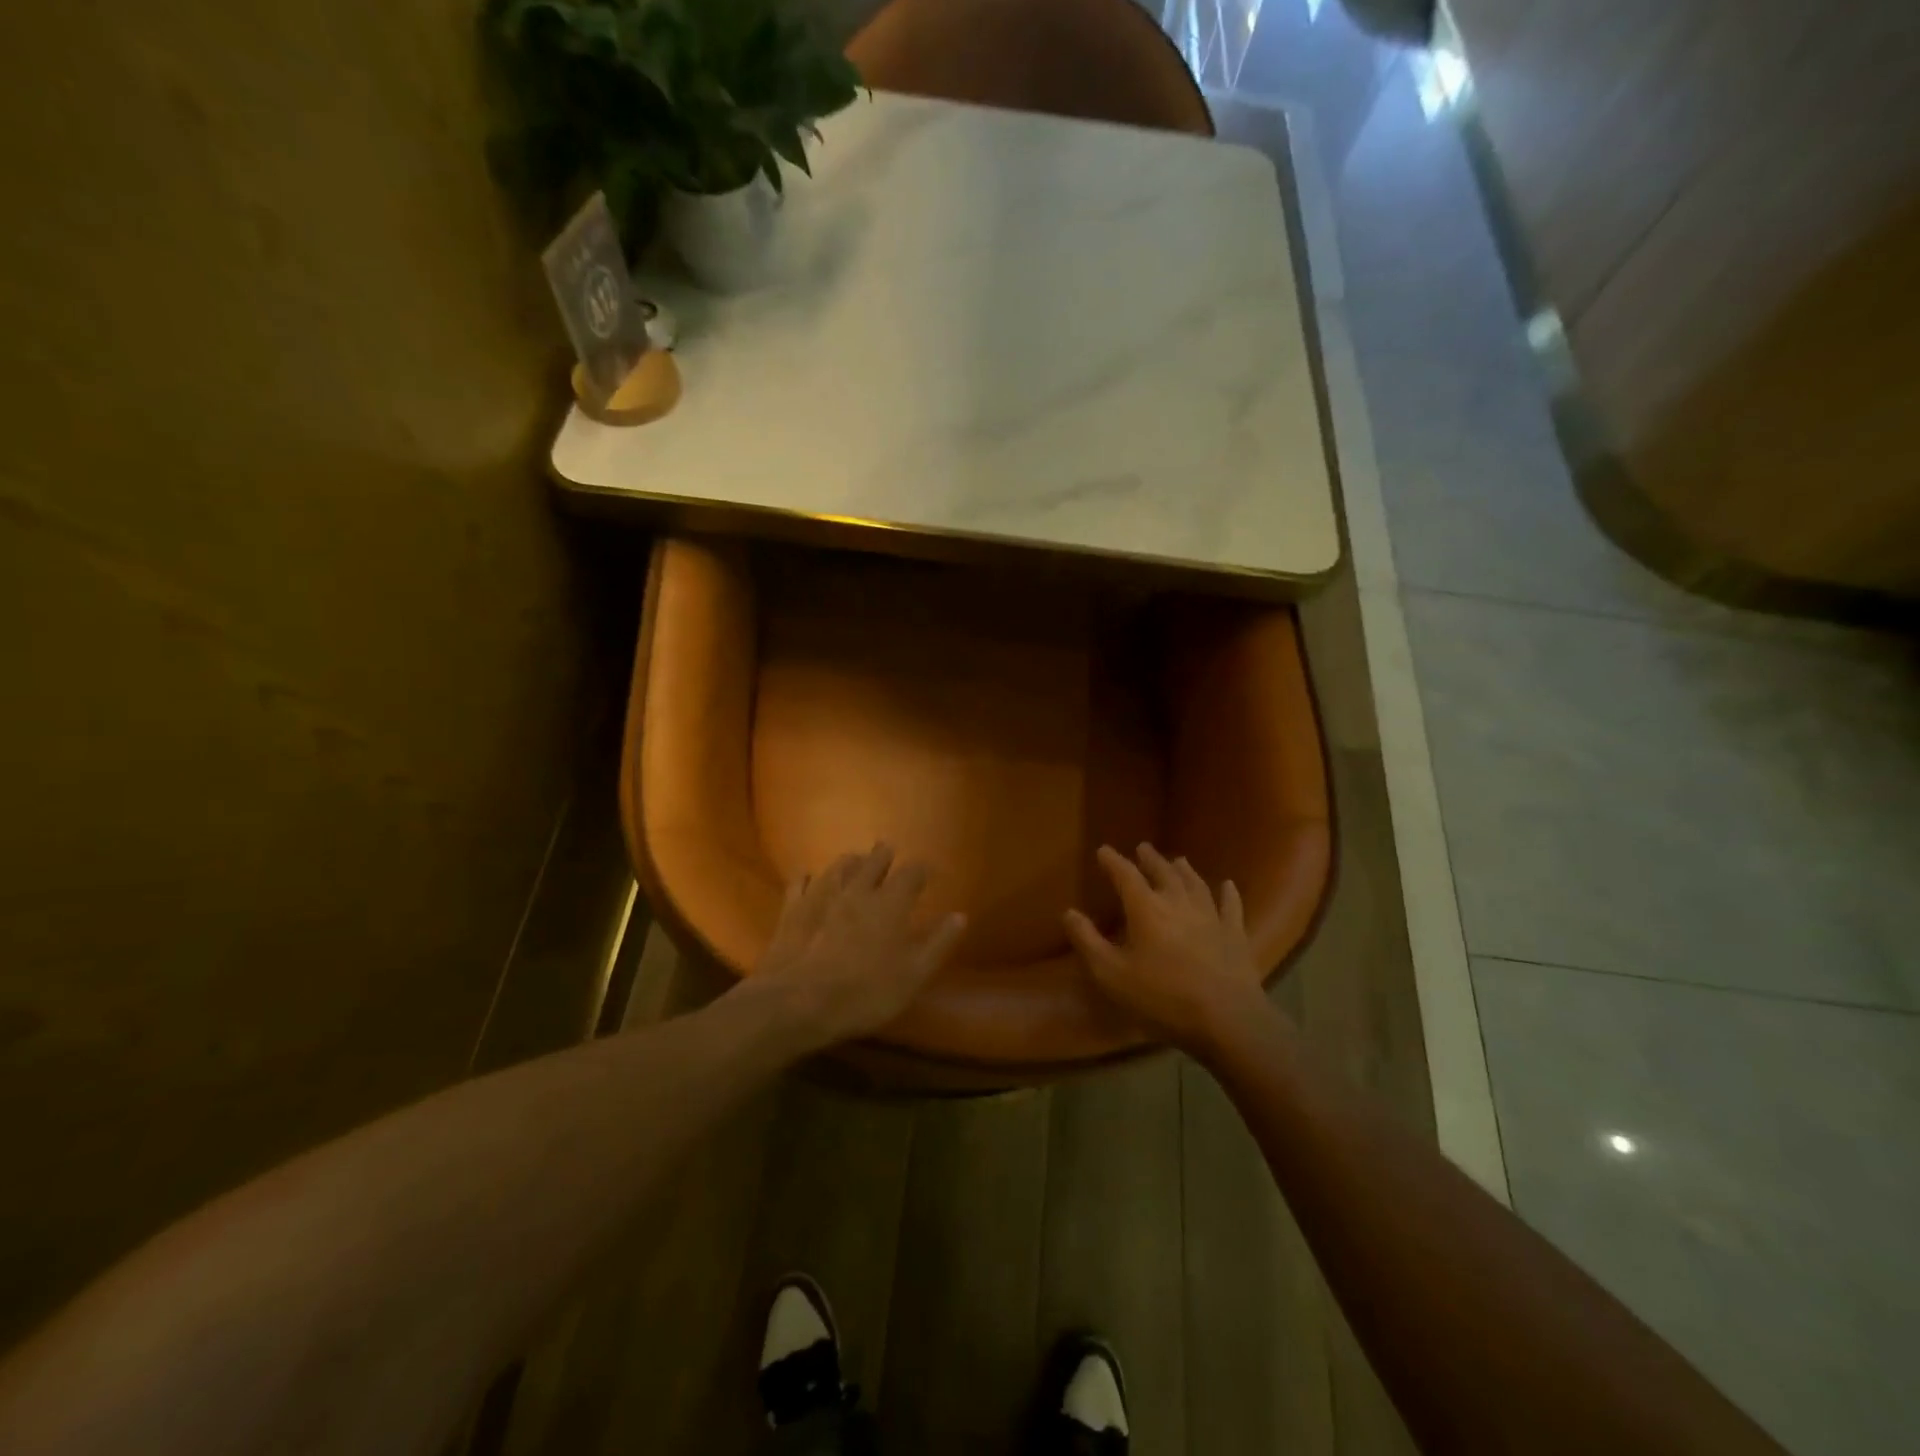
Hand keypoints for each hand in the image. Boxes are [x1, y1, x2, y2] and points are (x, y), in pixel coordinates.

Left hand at [746, 843, 966, 1049]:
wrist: (799, 1002)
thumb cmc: (866, 992)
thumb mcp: (914, 975)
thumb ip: (939, 943)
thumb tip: (960, 915)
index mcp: (891, 903)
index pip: (912, 873)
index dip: (922, 869)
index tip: (928, 871)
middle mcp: (858, 890)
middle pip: (873, 861)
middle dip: (884, 855)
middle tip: (888, 850)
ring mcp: (822, 896)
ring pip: (838, 866)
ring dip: (850, 861)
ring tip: (855, 859)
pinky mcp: (793, 910)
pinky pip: (800, 883)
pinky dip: (807, 877)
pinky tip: (806, 876)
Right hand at [1063, 843, 1267, 1056]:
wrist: (1226, 1017)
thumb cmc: (1162, 997)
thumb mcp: (1111, 974)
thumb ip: (1088, 941)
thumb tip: (1068, 912)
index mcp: (1146, 909)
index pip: (1126, 875)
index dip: (1113, 861)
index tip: (1103, 850)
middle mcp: (1178, 902)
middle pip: (1163, 872)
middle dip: (1150, 859)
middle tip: (1143, 847)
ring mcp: (1211, 916)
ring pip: (1195, 883)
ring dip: (1184, 870)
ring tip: (1178, 860)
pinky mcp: (1235, 933)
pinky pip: (1230, 906)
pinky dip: (1228, 893)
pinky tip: (1228, 885)